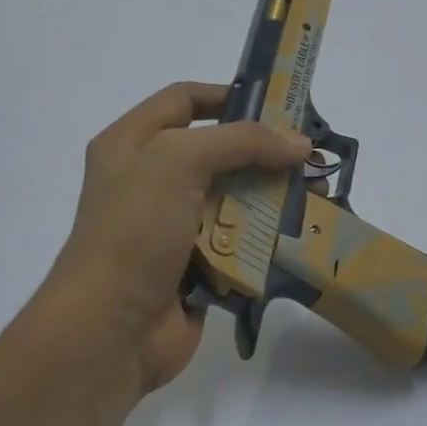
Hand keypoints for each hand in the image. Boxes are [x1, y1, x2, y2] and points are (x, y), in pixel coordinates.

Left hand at [30, 82, 310, 392]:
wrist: (111, 330)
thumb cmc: (135, 232)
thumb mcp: (178, 163)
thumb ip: (241, 142)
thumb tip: (299, 145)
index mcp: (131, 145)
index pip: (184, 101)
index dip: (229, 95)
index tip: (279, 104)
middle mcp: (151, 181)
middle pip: (218, 152)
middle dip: (263, 152)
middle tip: (309, 157)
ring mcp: (174, 227)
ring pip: (234, 199)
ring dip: (271, 197)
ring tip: (315, 195)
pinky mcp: (197, 266)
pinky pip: (239, 242)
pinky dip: (265, 239)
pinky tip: (297, 234)